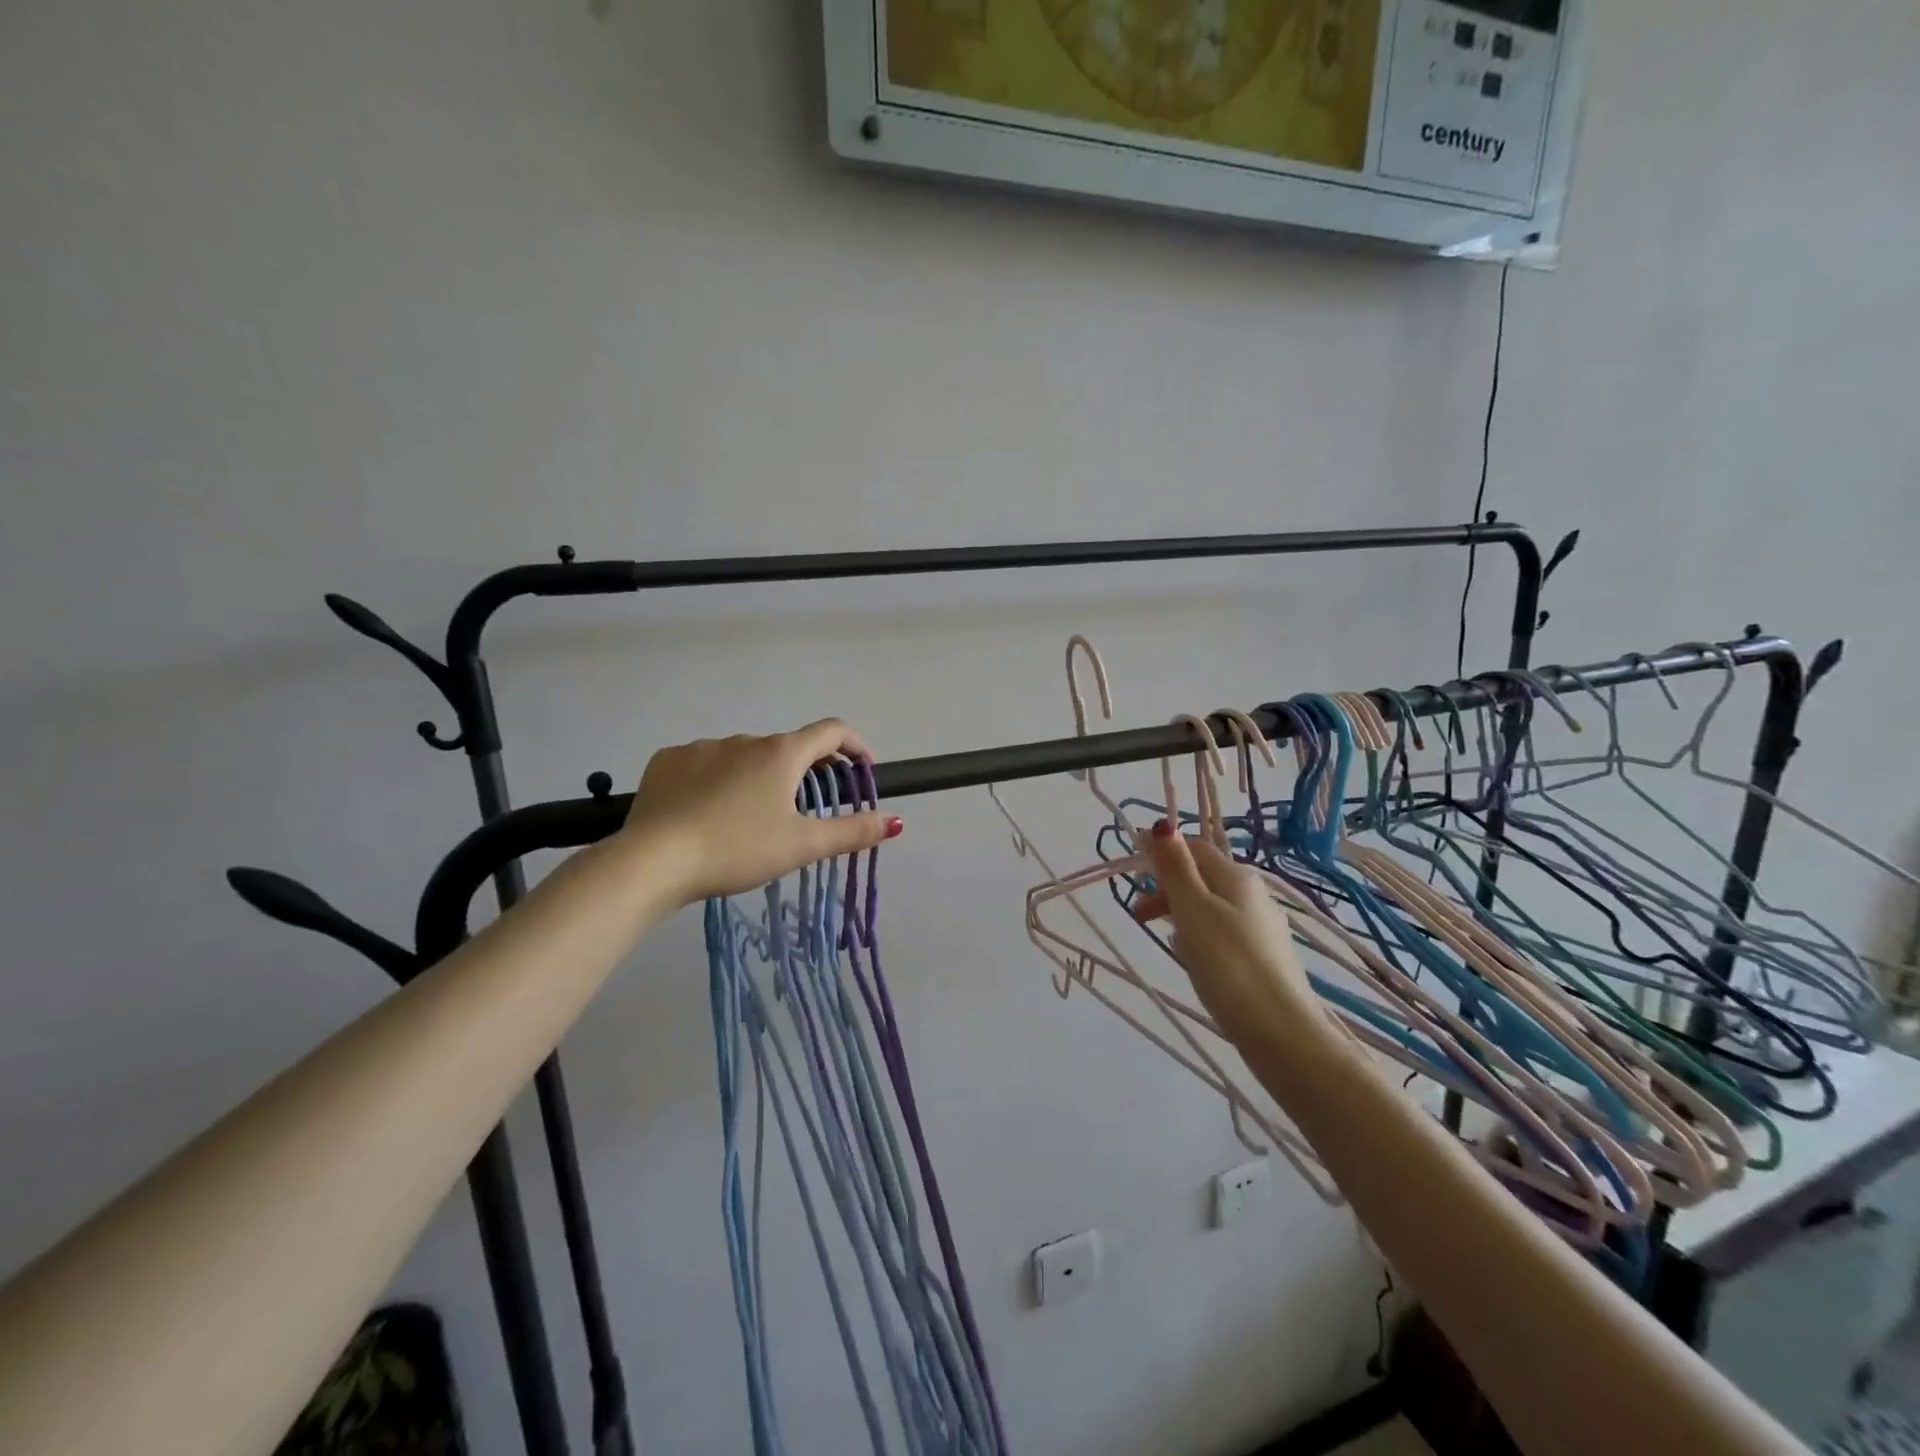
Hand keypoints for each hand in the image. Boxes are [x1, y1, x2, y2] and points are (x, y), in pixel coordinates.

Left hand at [622, 720, 899, 903]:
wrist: (653, 861)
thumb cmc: (738, 849)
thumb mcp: (802, 846)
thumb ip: (852, 831)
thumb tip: (896, 820)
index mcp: (781, 753)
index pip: (832, 731)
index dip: (855, 745)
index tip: (862, 768)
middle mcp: (744, 739)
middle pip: (787, 747)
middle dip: (805, 770)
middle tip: (807, 807)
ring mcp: (702, 747)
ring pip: (744, 756)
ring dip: (759, 776)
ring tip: (751, 818)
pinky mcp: (667, 760)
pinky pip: (704, 764)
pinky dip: (717, 780)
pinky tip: (707, 812)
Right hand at [1132, 825, 1315, 1036]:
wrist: (1281, 1033)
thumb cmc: (1229, 964)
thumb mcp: (1193, 910)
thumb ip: (1176, 868)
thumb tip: (1163, 825)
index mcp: (1236, 877)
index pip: (1194, 847)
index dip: (1162, 852)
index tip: (1131, 872)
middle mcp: (1253, 894)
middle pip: (1202, 877)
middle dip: (1167, 888)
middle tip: (1138, 915)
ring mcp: (1261, 927)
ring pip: (1211, 907)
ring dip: (1181, 913)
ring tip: (1163, 938)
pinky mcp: (1263, 958)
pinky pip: (1222, 933)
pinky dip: (1200, 937)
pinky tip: (1193, 959)